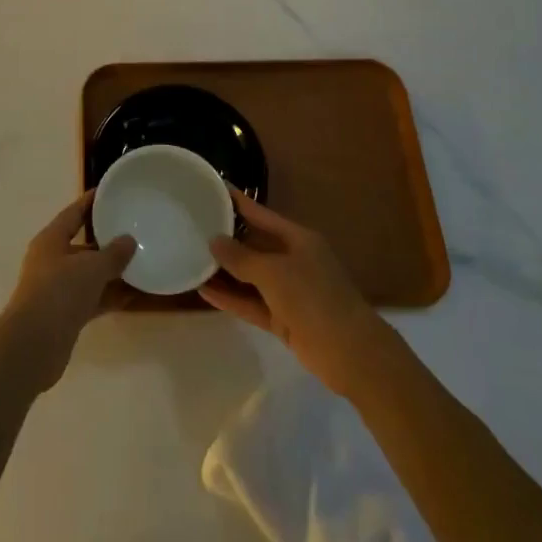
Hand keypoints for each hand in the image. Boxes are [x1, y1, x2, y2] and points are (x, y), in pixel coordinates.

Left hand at [0, 193, 136, 393]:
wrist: (33, 345)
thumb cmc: (59, 293)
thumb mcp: (91, 268)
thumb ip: (113, 254)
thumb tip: (129, 240)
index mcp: (51, 240)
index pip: (73, 213)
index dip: (91, 202)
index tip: (110, 192)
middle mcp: (51, 260)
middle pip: (82, 244)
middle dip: (106, 239)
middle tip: (134, 229)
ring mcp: (57, 288)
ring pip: (88, 273)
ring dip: (111, 270)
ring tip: (141, 262)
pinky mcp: (64, 314)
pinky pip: (91, 297)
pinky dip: (109, 295)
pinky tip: (132, 295)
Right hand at [201, 190, 389, 396]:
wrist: (350, 353)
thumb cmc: (314, 298)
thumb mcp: (274, 272)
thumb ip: (241, 257)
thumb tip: (214, 241)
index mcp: (298, 239)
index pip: (261, 214)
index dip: (238, 202)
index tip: (212, 189)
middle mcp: (293, 260)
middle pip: (254, 245)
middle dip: (226, 239)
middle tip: (192, 227)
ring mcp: (289, 291)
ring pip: (250, 276)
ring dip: (225, 272)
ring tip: (191, 259)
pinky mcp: (283, 319)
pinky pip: (251, 303)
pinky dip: (231, 298)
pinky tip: (204, 292)